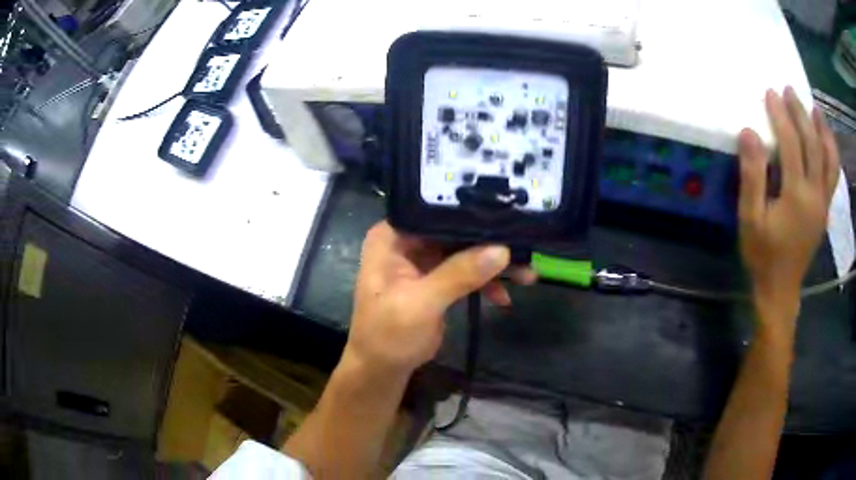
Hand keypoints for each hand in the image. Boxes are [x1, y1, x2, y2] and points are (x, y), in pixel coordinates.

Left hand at [344, 221, 536, 375]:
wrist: (383, 369)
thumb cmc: (389, 334)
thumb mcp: (421, 304)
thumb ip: (459, 274)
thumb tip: (502, 249)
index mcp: (392, 236)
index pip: (433, 211)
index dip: (468, 210)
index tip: (505, 211)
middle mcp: (407, 241)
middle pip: (454, 230)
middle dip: (489, 242)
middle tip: (525, 247)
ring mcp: (423, 260)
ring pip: (465, 251)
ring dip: (494, 265)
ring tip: (527, 275)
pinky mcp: (437, 279)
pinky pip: (467, 271)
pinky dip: (486, 282)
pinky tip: (505, 296)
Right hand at [738, 87, 839, 319]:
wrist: (781, 289)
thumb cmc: (763, 255)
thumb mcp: (750, 218)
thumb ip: (752, 175)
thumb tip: (749, 132)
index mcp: (797, 196)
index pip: (791, 144)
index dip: (781, 115)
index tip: (770, 93)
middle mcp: (815, 194)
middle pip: (812, 144)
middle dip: (800, 113)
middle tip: (789, 91)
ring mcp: (823, 202)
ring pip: (829, 158)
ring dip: (823, 130)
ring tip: (815, 110)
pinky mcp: (825, 208)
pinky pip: (833, 174)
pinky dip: (831, 152)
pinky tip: (825, 140)